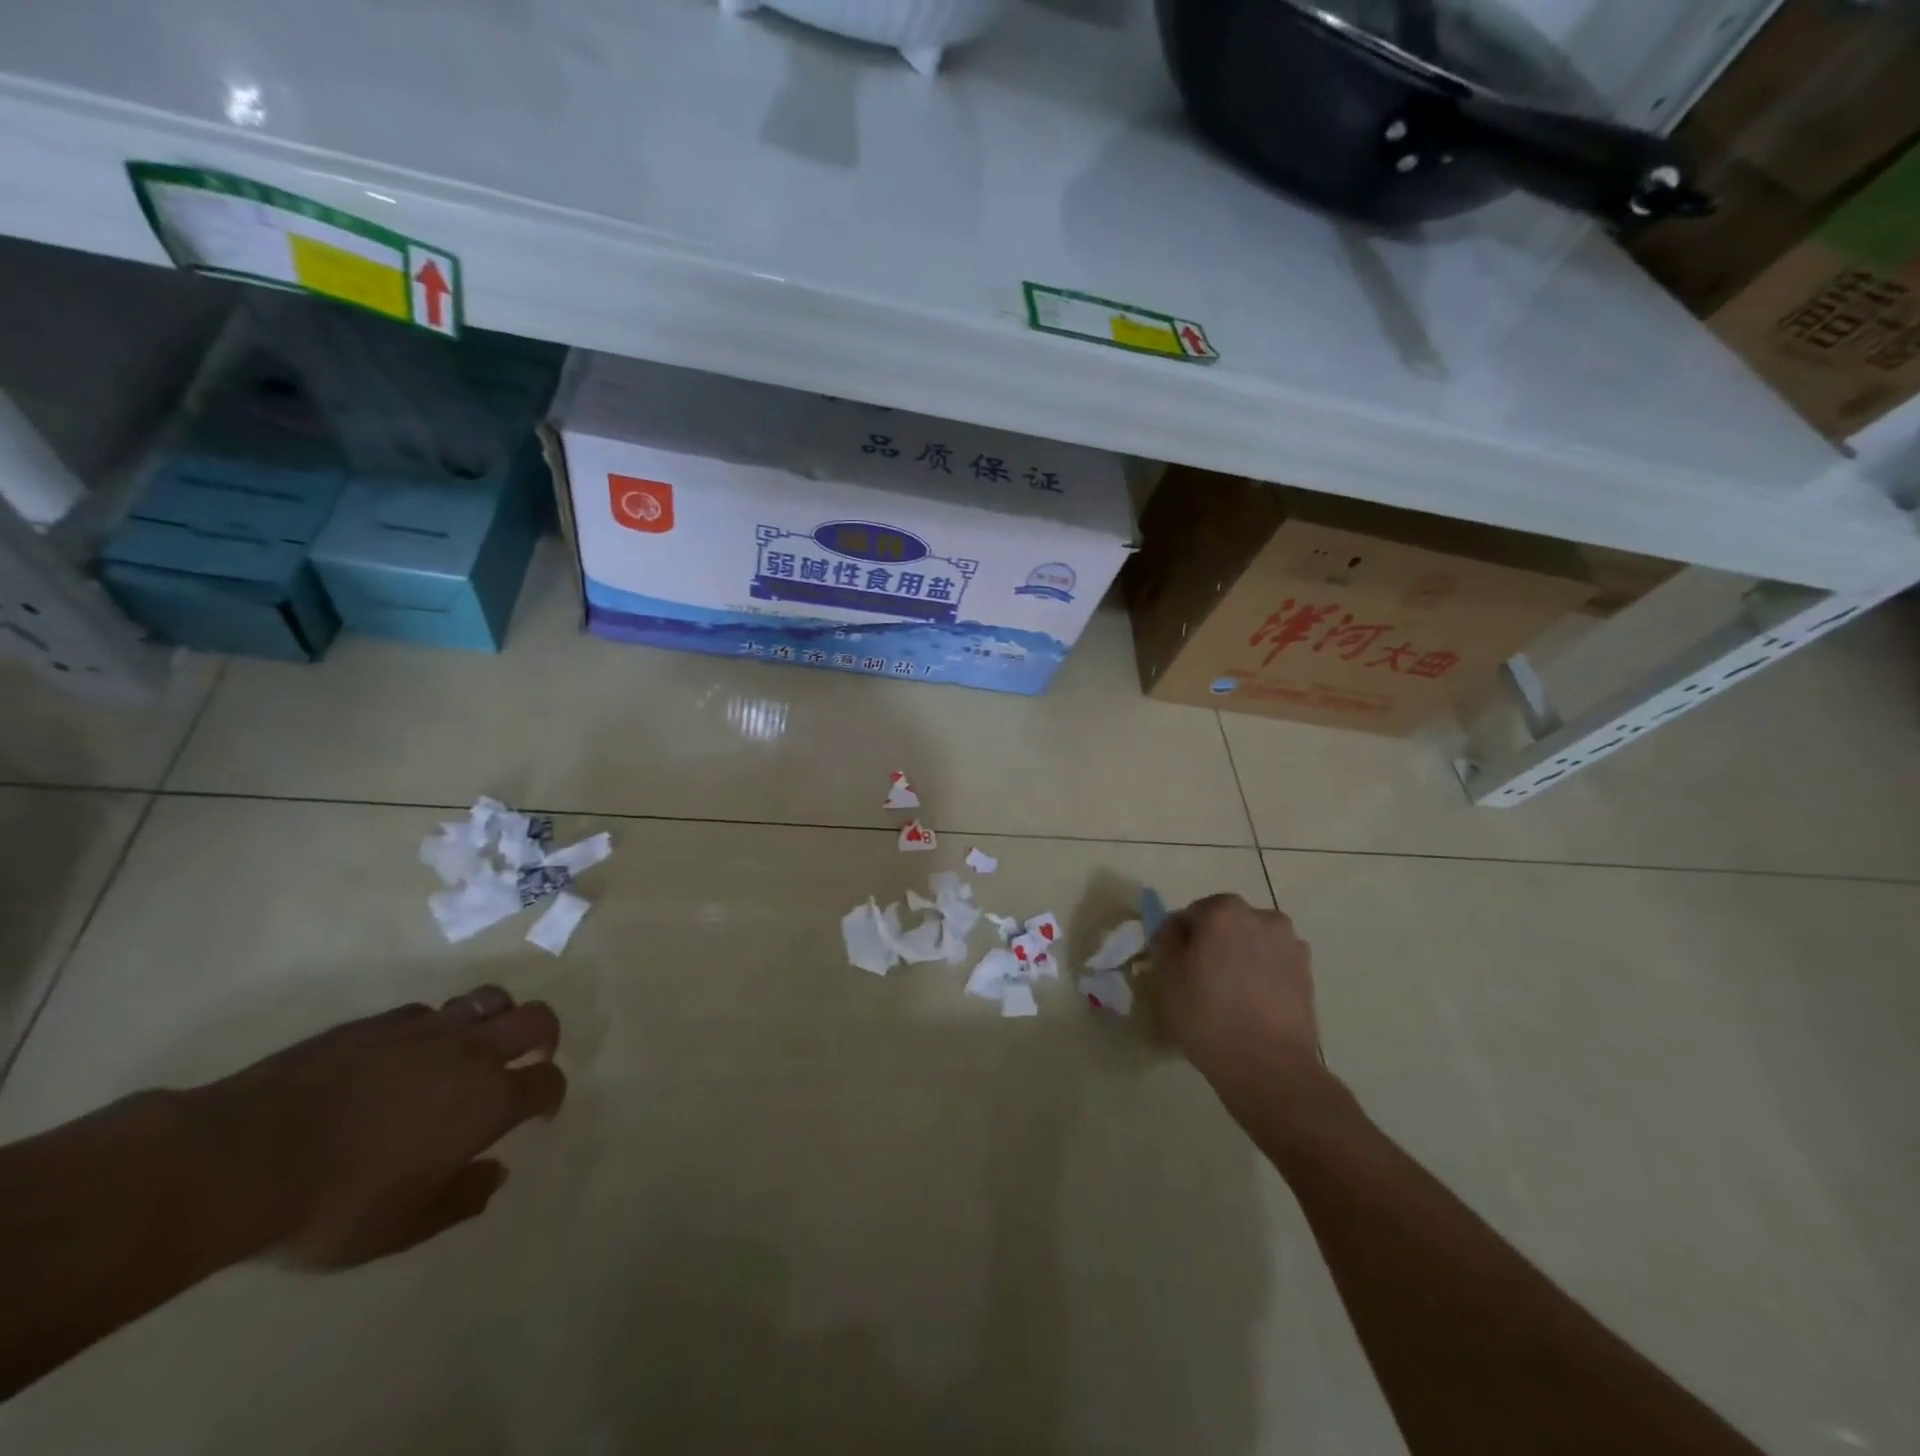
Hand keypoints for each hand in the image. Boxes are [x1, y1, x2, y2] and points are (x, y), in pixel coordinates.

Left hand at [183, 986, 566, 1269]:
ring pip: (490, 999)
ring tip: (478, 1042)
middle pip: (537, 1019)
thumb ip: (460, 1200)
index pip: (547, 1081)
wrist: (239, 1159)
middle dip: (545, 1035)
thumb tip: (496, 1173)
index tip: (540, 1112)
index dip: (551, 1095)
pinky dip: (437, 1026)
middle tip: (531, 1056)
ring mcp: (427, 1029)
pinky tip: (412, 1052)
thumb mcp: (400, 1228)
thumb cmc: (332, 1205)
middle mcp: (472, 1053)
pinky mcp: (381, 1020)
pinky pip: (429, 1011)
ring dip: (498, 1017)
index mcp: (489, 1101)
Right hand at [1150, 894, 1326, 1108]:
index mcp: (1223, 911)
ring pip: (1251, 941)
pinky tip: (1254, 1005)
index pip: (1190, 914)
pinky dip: (1262, 974)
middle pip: (1225, 923)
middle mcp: (1260, 916)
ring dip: (1240, 957)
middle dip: (1213, 944)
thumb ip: (1165, 939)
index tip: (1178, 969)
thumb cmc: (1208, 1017)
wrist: (1270, 1066)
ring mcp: (1289, 943)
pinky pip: (1273, 962)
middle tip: (1202, 981)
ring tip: (1232, 996)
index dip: (1181, 941)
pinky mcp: (1307, 971)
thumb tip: (1176, 928)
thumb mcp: (1166, 976)